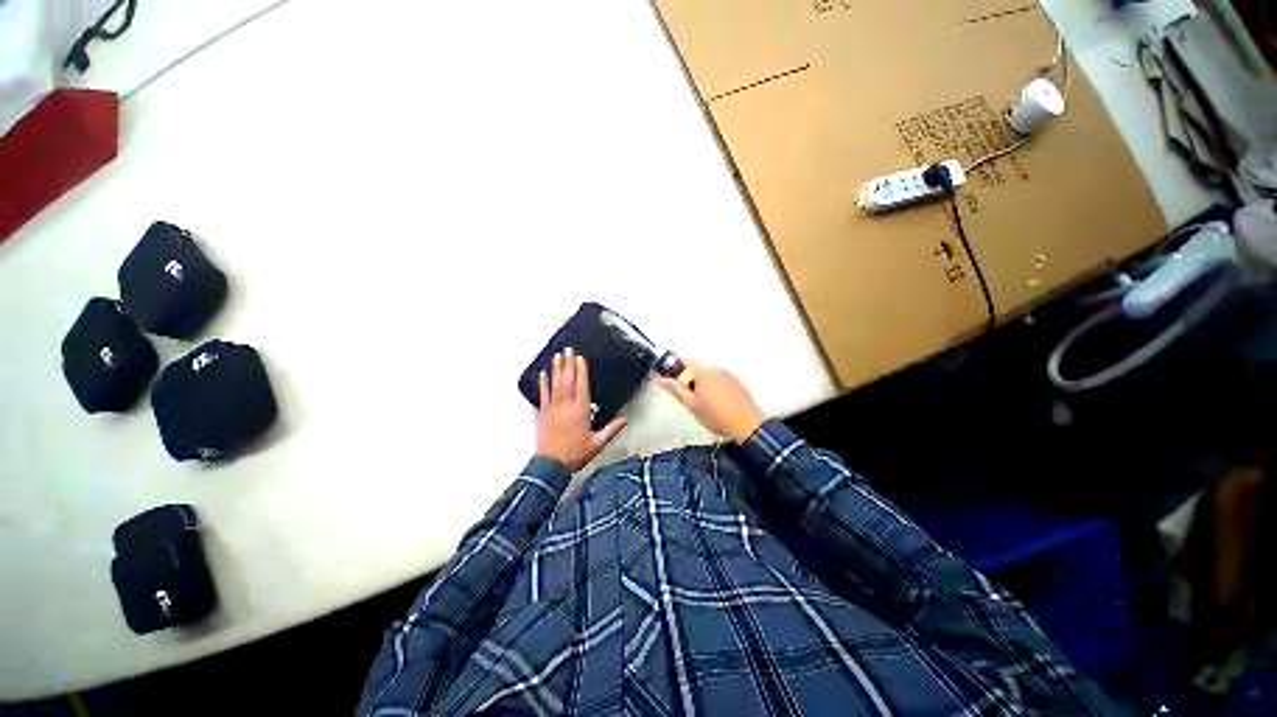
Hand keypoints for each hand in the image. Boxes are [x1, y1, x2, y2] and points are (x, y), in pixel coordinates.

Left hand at [535, 347, 626, 471]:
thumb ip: (611, 430)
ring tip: (557, 356)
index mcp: (580, 411)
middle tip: (568, 350)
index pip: (582, 386)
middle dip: (568, 364)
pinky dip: (543, 384)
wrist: (551, 465)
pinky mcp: (543, 414)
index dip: (581, 371)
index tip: (580, 358)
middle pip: (567, 380)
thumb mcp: (597, 443)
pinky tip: (542, 374)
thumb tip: (624, 420)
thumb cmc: (575, 454)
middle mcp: (566, 406)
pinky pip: (543, 395)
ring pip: (555, 384)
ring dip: (556, 369)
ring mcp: (553, 409)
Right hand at [660, 360, 765, 442]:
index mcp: (704, 372)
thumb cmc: (718, 417)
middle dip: (689, 377)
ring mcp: (729, 376)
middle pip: (698, 367)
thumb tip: (663, 381)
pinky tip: (715, 402)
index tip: (671, 379)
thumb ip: (676, 389)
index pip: (686, 361)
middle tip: (686, 394)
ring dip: (702, 382)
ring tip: (701, 401)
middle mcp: (717, 370)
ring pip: (709, 373)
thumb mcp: (691, 404)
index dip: (676, 369)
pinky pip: (720, 379)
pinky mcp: (737, 383)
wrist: (746, 426)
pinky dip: (714, 386)